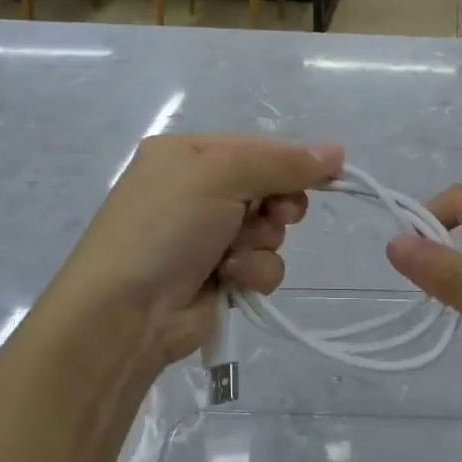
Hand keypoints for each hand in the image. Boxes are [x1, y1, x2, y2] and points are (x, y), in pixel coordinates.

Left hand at [45, 135, 343, 376]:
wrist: (124, 314)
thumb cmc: (166, 226)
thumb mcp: (220, 175)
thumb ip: (281, 162)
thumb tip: (337, 150)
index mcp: (188, 154)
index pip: (257, 147)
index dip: (292, 161)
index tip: (327, 173)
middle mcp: (197, 190)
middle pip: (269, 187)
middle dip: (277, 204)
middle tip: (276, 215)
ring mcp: (208, 235)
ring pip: (270, 229)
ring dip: (262, 242)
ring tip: (234, 254)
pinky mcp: (220, 276)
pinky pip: (262, 264)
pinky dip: (253, 271)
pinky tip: (231, 278)